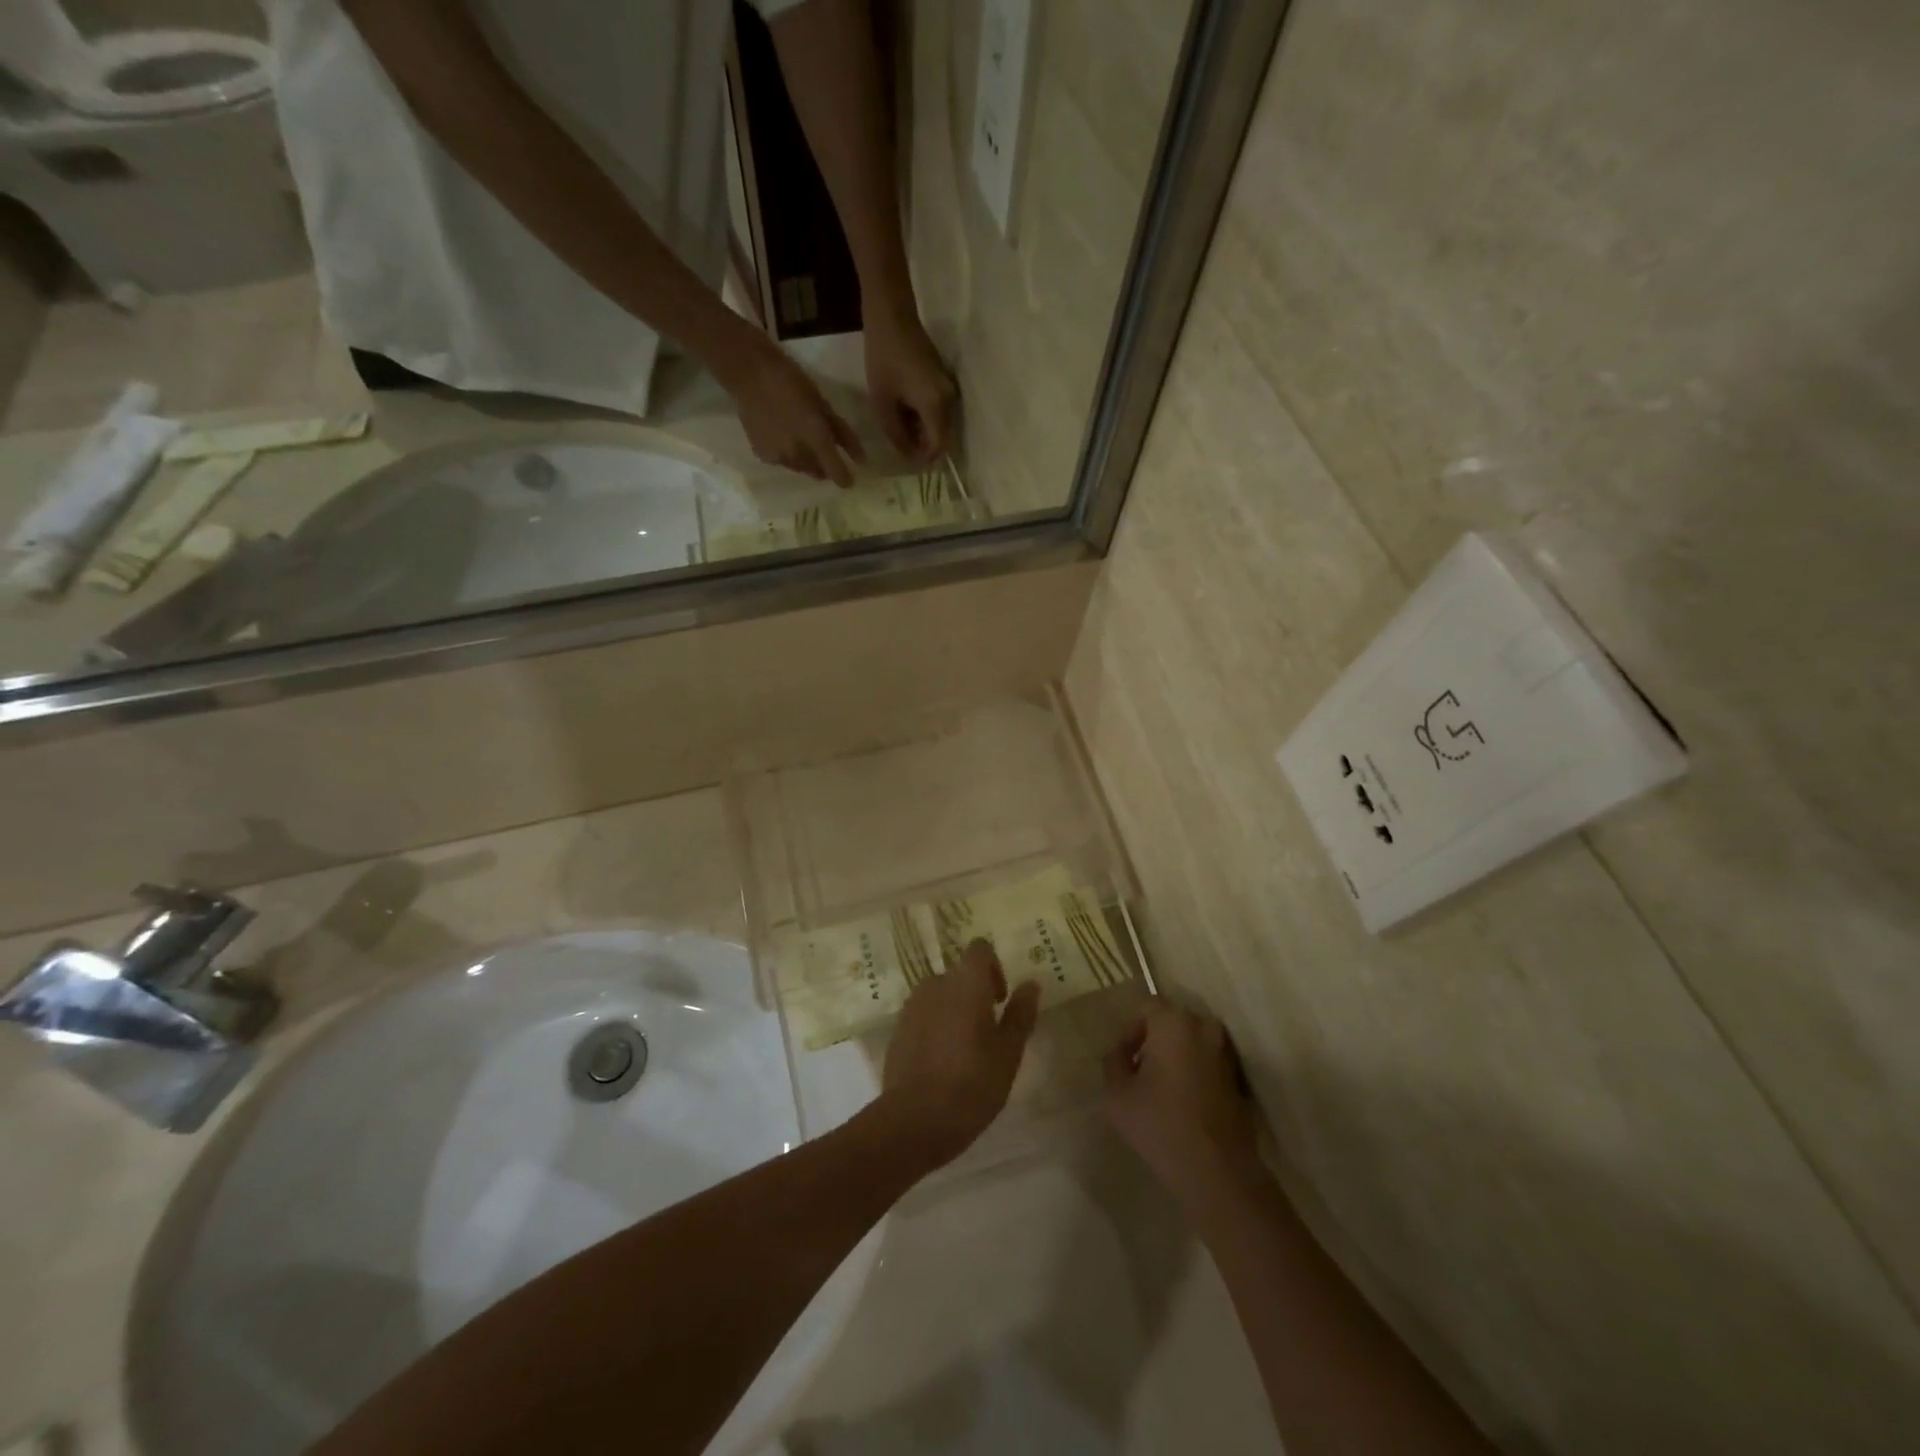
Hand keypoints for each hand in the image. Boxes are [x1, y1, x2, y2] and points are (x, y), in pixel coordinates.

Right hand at [724, 335, 865, 486]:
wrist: (748, 374)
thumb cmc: (791, 381)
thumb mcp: (822, 404)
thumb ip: (843, 434)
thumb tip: (861, 458)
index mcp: (816, 438)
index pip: (835, 472)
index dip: (845, 478)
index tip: (850, 478)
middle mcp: (798, 454)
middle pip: (818, 473)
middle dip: (824, 465)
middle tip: (823, 447)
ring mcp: (779, 457)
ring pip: (801, 469)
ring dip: (807, 461)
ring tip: (801, 439)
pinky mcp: (764, 456)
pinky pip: (784, 463)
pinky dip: (789, 455)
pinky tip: (783, 437)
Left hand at [863, 309, 955, 466]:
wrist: (892, 314)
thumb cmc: (883, 358)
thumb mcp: (882, 403)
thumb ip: (896, 435)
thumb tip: (909, 456)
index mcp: (936, 406)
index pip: (939, 447)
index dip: (925, 459)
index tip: (907, 463)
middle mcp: (949, 400)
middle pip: (943, 437)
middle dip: (923, 447)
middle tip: (899, 447)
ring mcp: (949, 388)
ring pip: (940, 424)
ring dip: (923, 432)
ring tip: (898, 429)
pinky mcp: (943, 380)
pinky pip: (938, 409)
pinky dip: (924, 417)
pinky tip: (904, 412)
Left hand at [879, 939, 1040, 1169]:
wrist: (914, 1120)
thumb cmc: (971, 1084)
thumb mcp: (1008, 1052)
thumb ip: (1021, 1013)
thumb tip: (1031, 984)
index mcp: (965, 983)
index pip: (979, 949)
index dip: (993, 968)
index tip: (1000, 1000)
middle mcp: (935, 984)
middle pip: (959, 974)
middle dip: (975, 993)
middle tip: (988, 1033)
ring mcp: (912, 1006)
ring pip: (939, 995)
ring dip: (954, 1010)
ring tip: (965, 1050)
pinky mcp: (898, 1029)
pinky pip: (923, 1015)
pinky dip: (935, 1026)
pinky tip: (942, 1062)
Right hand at [1104, 1000, 1265, 1215]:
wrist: (1218, 1173)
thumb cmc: (1160, 1124)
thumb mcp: (1117, 1093)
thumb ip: (1113, 1062)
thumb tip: (1121, 1053)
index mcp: (1174, 1023)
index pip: (1147, 1007)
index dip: (1130, 1031)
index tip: (1123, 1061)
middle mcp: (1204, 1029)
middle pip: (1172, 1023)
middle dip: (1154, 1042)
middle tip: (1139, 1073)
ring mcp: (1226, 1055)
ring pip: (1192, 1044)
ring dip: (1175, 1058)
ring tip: (1160, 1091)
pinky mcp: (1239, 1082)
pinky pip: (1208, 1065)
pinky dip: (1194, 1075)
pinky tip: (1182, 1106)